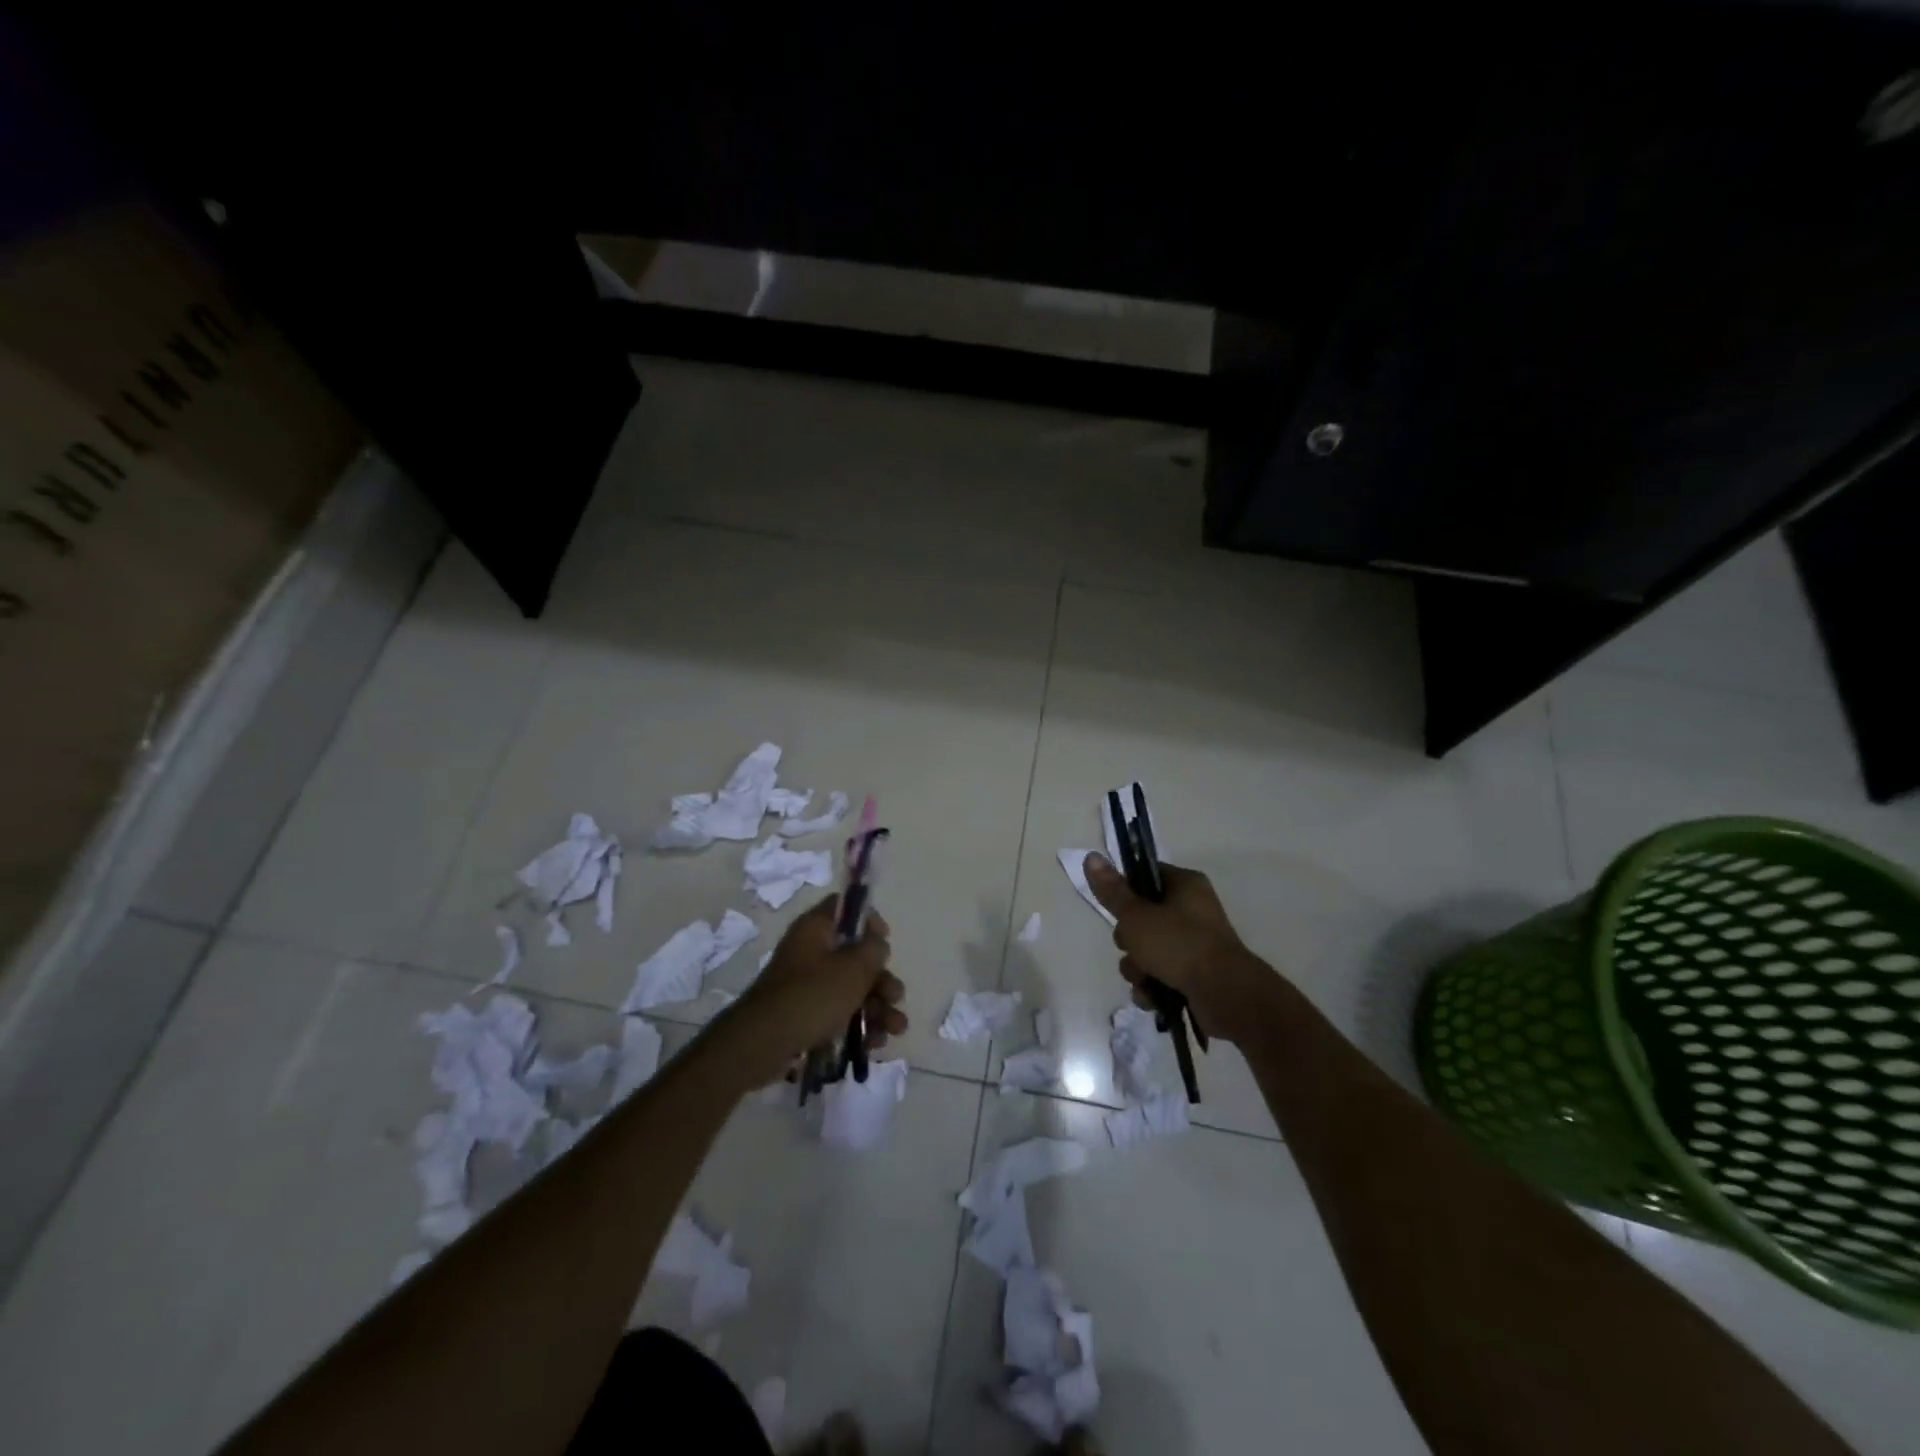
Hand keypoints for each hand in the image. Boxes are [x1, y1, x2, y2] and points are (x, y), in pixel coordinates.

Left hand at [722, 894, 907, 1084]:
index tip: (885, 940)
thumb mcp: (853, 968)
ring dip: (877, 1007)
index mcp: (816, 928)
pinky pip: (838, 1014)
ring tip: (895, 1029)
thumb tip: (877, 941)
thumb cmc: (811, 996)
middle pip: (855, 956)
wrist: (761, 1045)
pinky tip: (875, 1043)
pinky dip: (858, 1025)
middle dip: (881, 979)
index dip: (868, 920)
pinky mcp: (804, 1015)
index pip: (844, 908)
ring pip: (851, 989)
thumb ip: (873, 949)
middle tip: (896, 997)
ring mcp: (806, 985)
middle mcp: (810, 952)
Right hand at [1084, 853, 1280, 1044]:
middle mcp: (1193, 910)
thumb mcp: (1136, 916)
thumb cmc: (1179, 945)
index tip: (1116, 909)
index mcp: (1185, 885)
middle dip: (1129, 941)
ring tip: (1143, 980)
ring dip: (1137, 968)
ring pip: (1148, 950)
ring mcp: (1195, 944)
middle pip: (1142, 918)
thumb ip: (1112, 891)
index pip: (1145, 876)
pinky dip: (1152, 986)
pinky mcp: (1196, 974)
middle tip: (1131, 947)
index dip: (1125, 892)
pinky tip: (1151, 997)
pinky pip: (1161, 974)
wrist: (1226, 995)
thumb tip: (1090, 856)